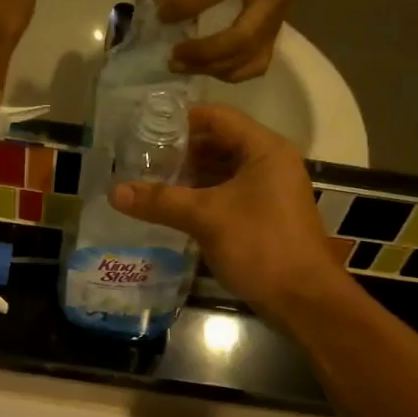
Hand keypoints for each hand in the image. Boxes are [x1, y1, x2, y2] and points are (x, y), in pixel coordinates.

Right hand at [109, 106, 342, 325]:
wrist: (303, 299)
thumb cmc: (260, 246)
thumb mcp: (206, 218)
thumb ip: (160, 201)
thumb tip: (114, 192)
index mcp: (264, 149)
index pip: (218, 117)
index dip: (181, 120)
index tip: (144, 129)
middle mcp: (270, 162)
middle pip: (220, 142)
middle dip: (181, 151)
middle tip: (141, 160)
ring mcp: (270, 190)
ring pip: (223, 171)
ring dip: (190, 176)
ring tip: (150, 183)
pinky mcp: (265, 215)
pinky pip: (228, 194)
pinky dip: (202, 197)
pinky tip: (173, 208)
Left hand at [158, 0, 308, 81]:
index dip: (186, 5)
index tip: (161, 15)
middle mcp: (271, 2)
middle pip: (239, 39)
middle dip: (202, 53)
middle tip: (173, 56)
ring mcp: (276, 25)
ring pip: (247, 60)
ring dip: (211, 69)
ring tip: (182, 66)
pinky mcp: (275, 38)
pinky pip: (254, 66)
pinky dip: (228, 73)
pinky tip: (207, 68)